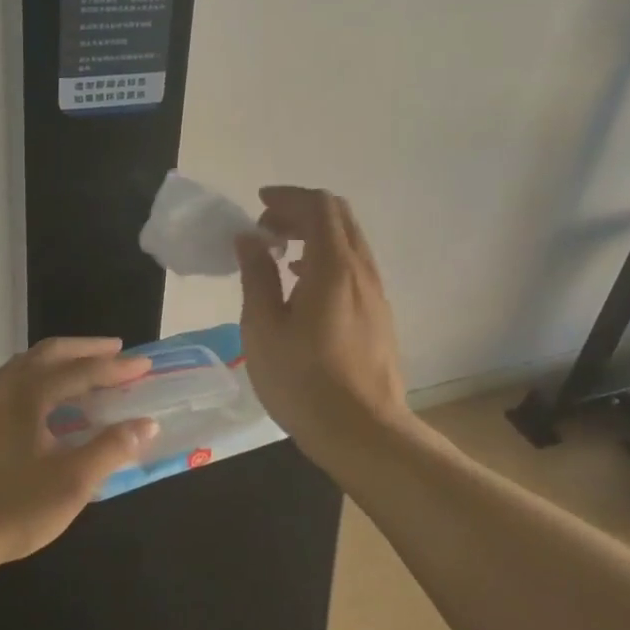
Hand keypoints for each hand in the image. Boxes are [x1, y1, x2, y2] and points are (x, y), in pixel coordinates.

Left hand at [0, 337, 157, 577]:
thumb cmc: (13, 509)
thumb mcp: (72, 482)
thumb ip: (111, 448)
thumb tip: (146, 424)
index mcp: (28, 393)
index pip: (81, 371)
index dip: (115, 367)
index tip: (143, 364)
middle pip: (46, 354)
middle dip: (83, 349)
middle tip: (113, 350)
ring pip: (18, 368)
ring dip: (52, 364)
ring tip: (76, 373)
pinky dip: (27, 385)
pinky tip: (30, 409)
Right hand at [235, 186, 413, 465]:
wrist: (363, 433)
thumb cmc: (303, 381)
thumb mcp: (263, 328)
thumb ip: (257, 276)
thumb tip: (250, 238)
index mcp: (333, 267)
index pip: (318, 206)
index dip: (287, 197)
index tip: (258, 205)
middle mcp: (362, 271)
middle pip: (339, 217)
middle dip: (300, 211)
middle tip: (266, 228)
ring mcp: (376, 294)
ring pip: (349, 242)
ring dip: (314, 235)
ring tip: (279, 255)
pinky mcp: (379, 316)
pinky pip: (354, 267)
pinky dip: (327, 258)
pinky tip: (303, 286)